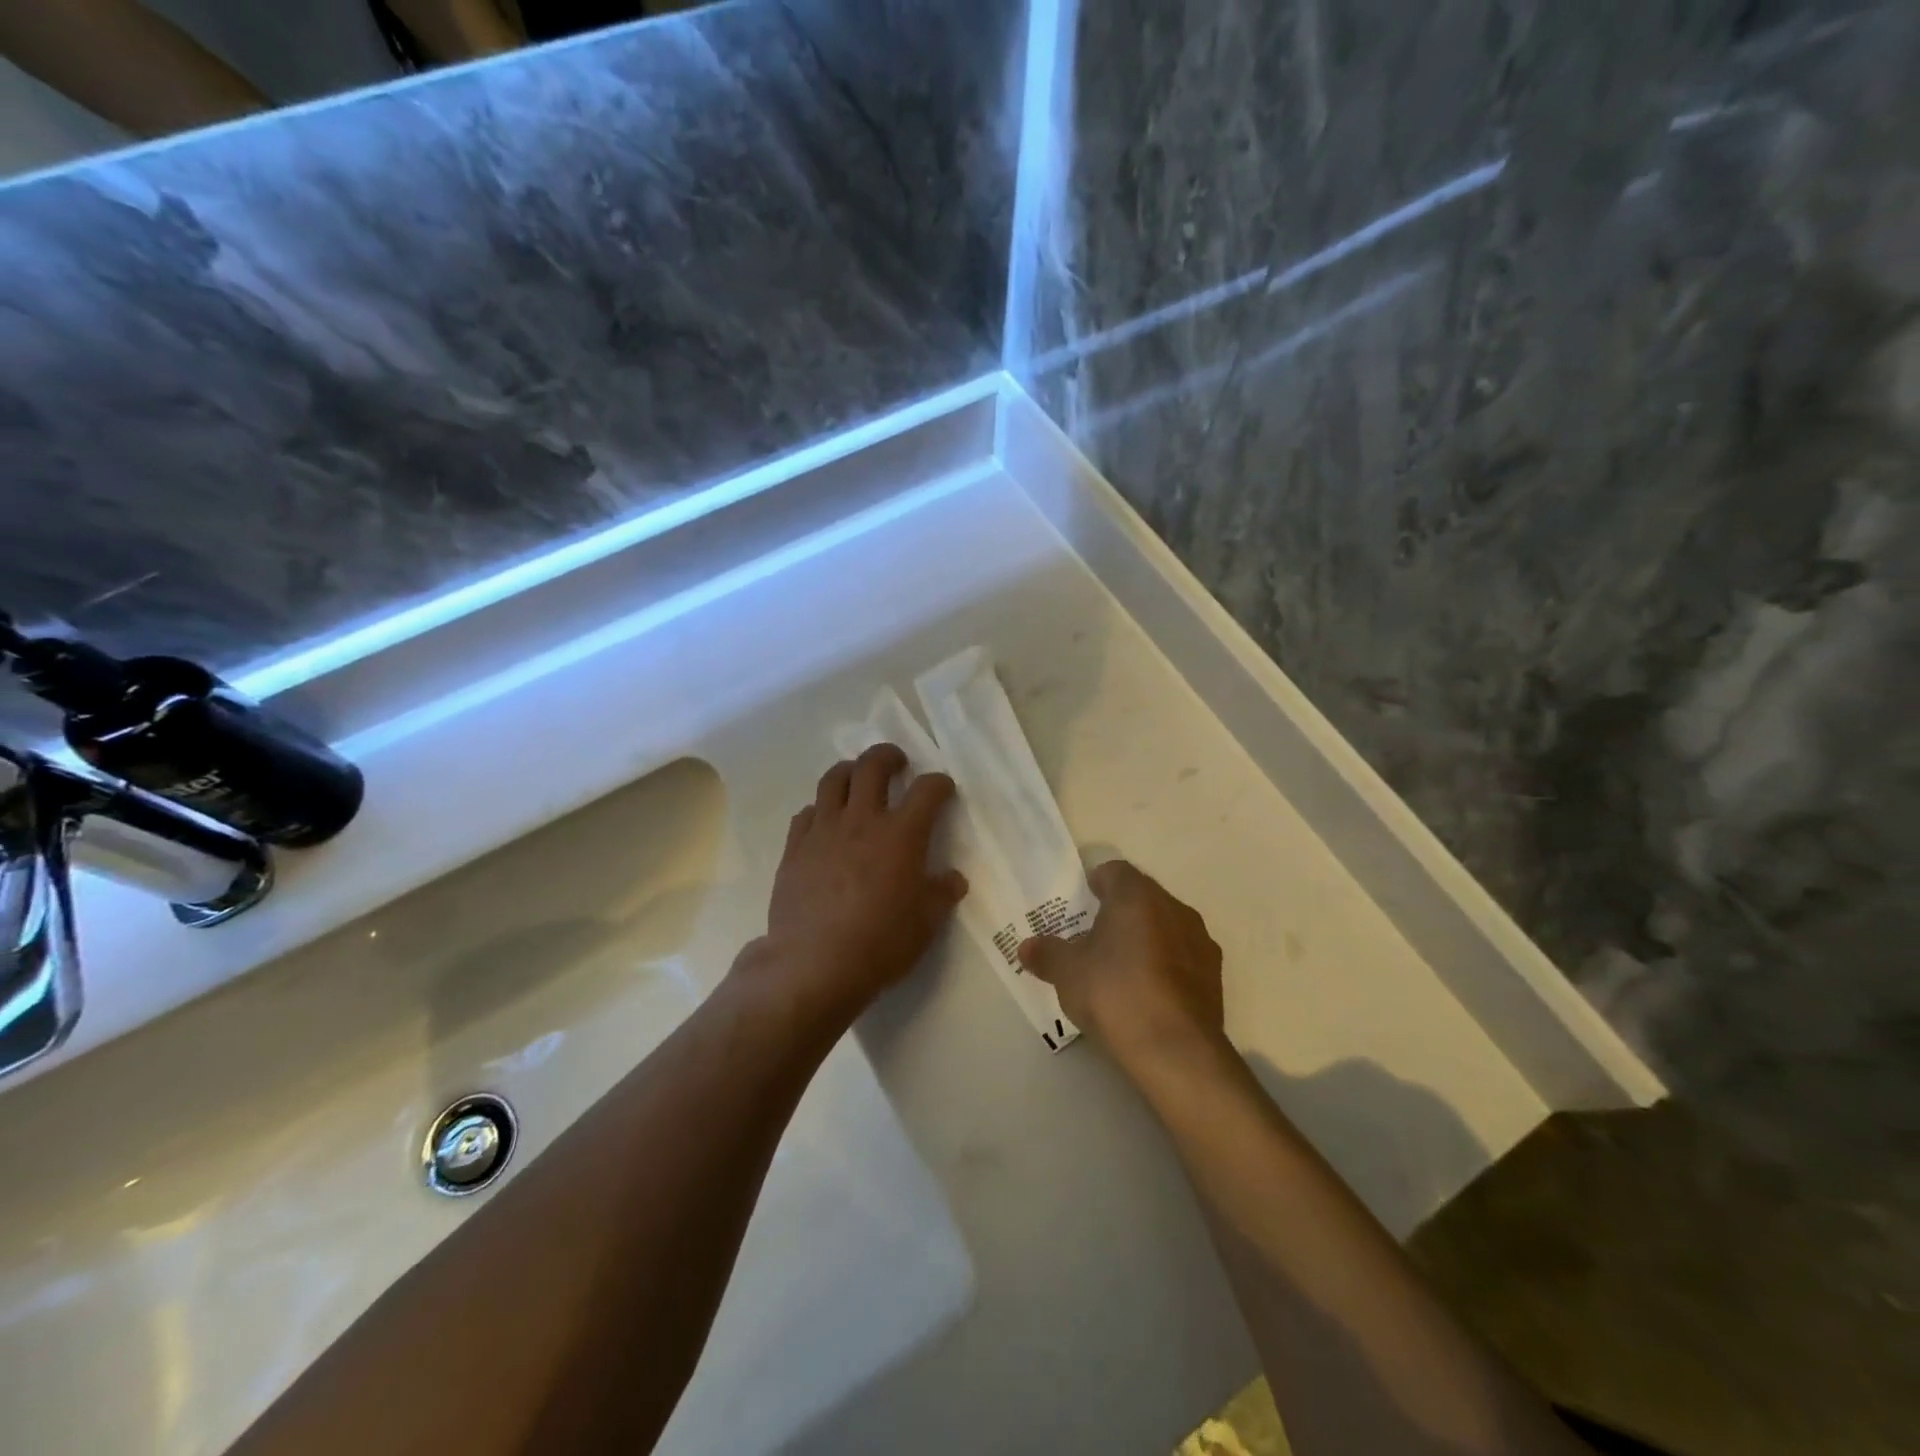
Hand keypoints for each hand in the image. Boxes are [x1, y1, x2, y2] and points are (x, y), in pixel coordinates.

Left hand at [740, 744, 967, 1027]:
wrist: (814, 964)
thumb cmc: (880, 943)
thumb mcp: (926, 923)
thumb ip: (942, 894)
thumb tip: (952, 879)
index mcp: (901, 834)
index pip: (927, 790)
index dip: (940, 783)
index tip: (943, 789)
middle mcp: (862, 820)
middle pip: (872, 766)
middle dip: (888, 756)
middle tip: (897, 763)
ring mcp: (824, 830)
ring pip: (834, 779)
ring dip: (850, 771)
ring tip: (857, 780)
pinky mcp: (795, 848)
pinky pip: (807, 813)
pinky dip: (821, 810)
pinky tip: (826, 824)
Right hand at [1018, 861, 1227, 1079]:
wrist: (1175, 1049)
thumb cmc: (1114, 993)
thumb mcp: (1067, 973)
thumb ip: (1047, 954)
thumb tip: (1026, 947)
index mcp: (1137, 896)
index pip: (1115, 871)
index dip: (1097, 883)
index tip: (1083, 902)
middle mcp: (1174, 908)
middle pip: (1143, 898)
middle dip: (1120, 912)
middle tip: (1095, 937)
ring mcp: (1200, 941)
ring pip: (1166, 927)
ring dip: (1146, 938)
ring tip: (1122, 968)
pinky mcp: (1215, 976)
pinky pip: (1183, 957)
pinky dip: (1166, 965)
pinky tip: (1148, 994)